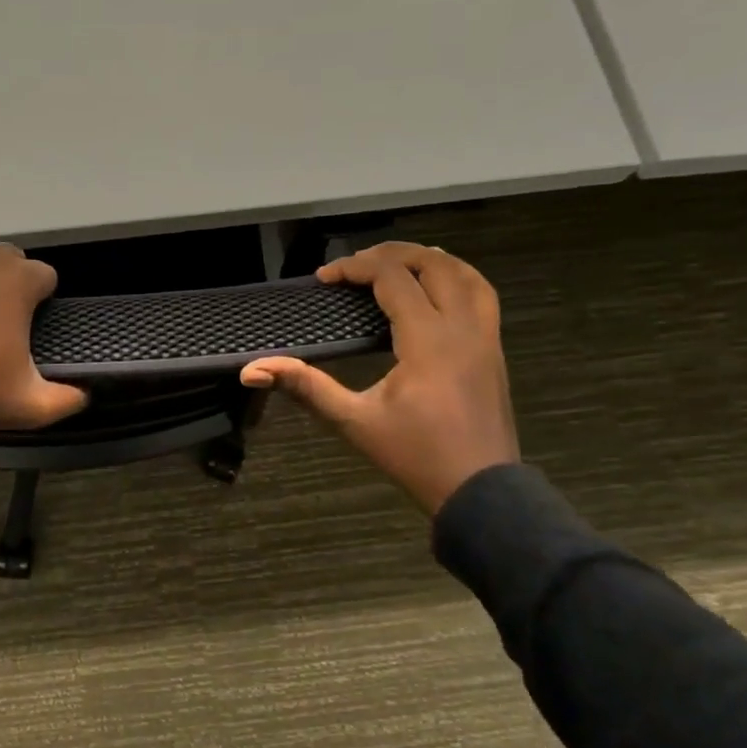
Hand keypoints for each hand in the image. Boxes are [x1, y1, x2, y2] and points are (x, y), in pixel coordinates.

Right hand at [241, 243, 518, 514]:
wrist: (480, 491)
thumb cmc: (415, 456)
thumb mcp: (353, 421)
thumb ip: (306, 387)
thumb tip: (252, 370)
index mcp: (429, 340)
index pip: (393, 278)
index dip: (354, 268)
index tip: (324, 279)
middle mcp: (463, 327)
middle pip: (433, 264)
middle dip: (390, 256)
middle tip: (353, 267)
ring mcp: (486, 337)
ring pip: (466, 274)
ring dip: (428, 261)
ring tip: (395, 265)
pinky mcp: (494, 350)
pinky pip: (482, 295)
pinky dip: (456, 278)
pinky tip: (436, 291)